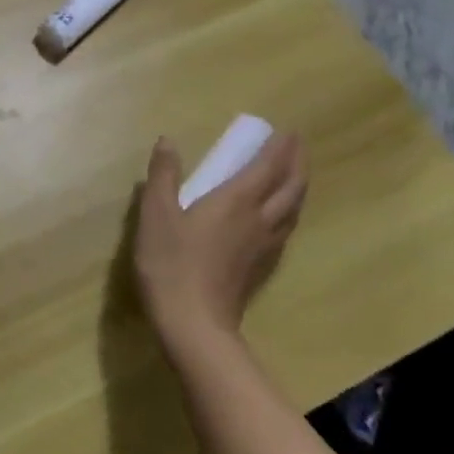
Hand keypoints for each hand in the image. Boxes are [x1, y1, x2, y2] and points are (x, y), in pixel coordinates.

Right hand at [133, 130, 308, 354]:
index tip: (289, 131)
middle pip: (290, 188)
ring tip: (294, 175)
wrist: (192, 322)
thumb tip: (168, 142)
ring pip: (292, 210)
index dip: (280, 148)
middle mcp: (258, 220)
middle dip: (297, 164)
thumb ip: (163, 176)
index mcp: (236, 201)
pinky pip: (285, 229)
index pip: (267, 168)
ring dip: (297, 187)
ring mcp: (263, 246)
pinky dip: (288, 212)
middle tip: (298, 146)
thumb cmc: (170, 262)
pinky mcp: (259, 267)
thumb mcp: (156, 214)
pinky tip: (279, 217)